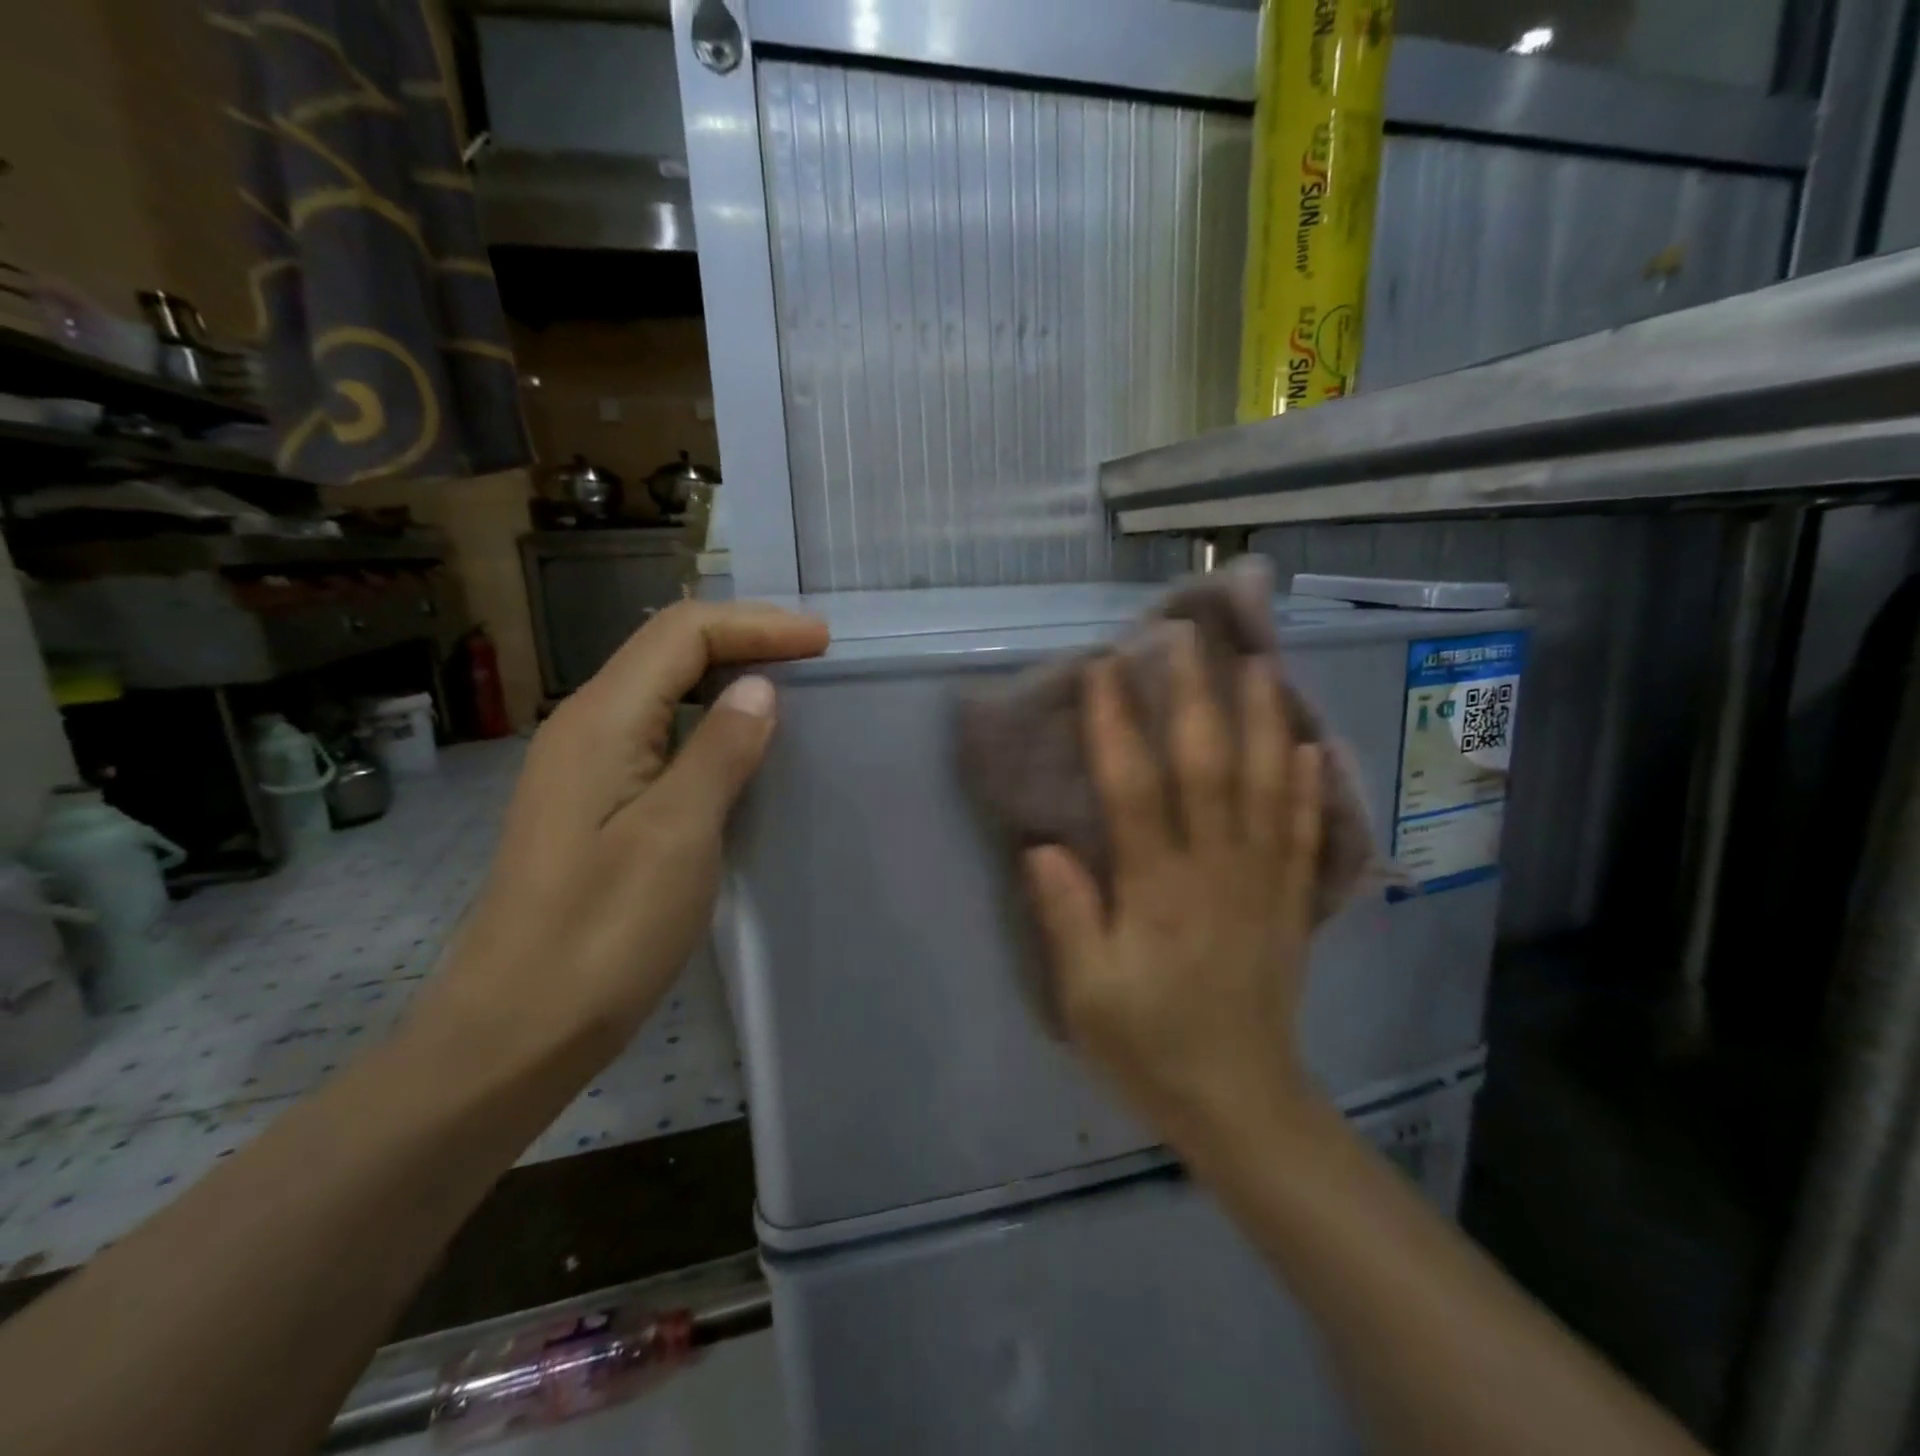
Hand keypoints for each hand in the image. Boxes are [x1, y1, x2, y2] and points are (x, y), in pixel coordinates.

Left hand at [426, 601, 828, 1062]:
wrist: (515, 1028)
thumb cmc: (602, 933)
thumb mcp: (677, 836)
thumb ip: (720, 751)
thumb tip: (759, 689)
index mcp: (601, 721)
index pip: (683, 633)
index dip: (757, 625)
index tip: (823, 643)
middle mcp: (584, 726)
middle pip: (668, 649)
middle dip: (743, 638)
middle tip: (813, 657)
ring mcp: (582, 764)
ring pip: (661, 688)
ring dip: (724, 674)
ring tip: (787, 687)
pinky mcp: (590, 801)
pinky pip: (656, 730)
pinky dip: (705, 718)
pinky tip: (737, 745)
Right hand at [1024, 624, 1324, 1148]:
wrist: (1240, 1101)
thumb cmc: (1150, 1045)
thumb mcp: (1086, 994)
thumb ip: (1066, 916)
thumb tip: (1043, 845)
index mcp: (1157, 888)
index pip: (1134, 787)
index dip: (1116, 723)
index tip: (1104, 668)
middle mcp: (1214, 869)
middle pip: (1208, 765)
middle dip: (1194, 695)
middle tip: (1186, 637)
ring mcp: (1261, 880)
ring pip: (1266, 785)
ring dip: (1263, 720)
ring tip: (1259, 664)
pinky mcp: (1290, 900)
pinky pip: (1302, 830)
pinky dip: (1308, 783)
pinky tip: (1310, 743)